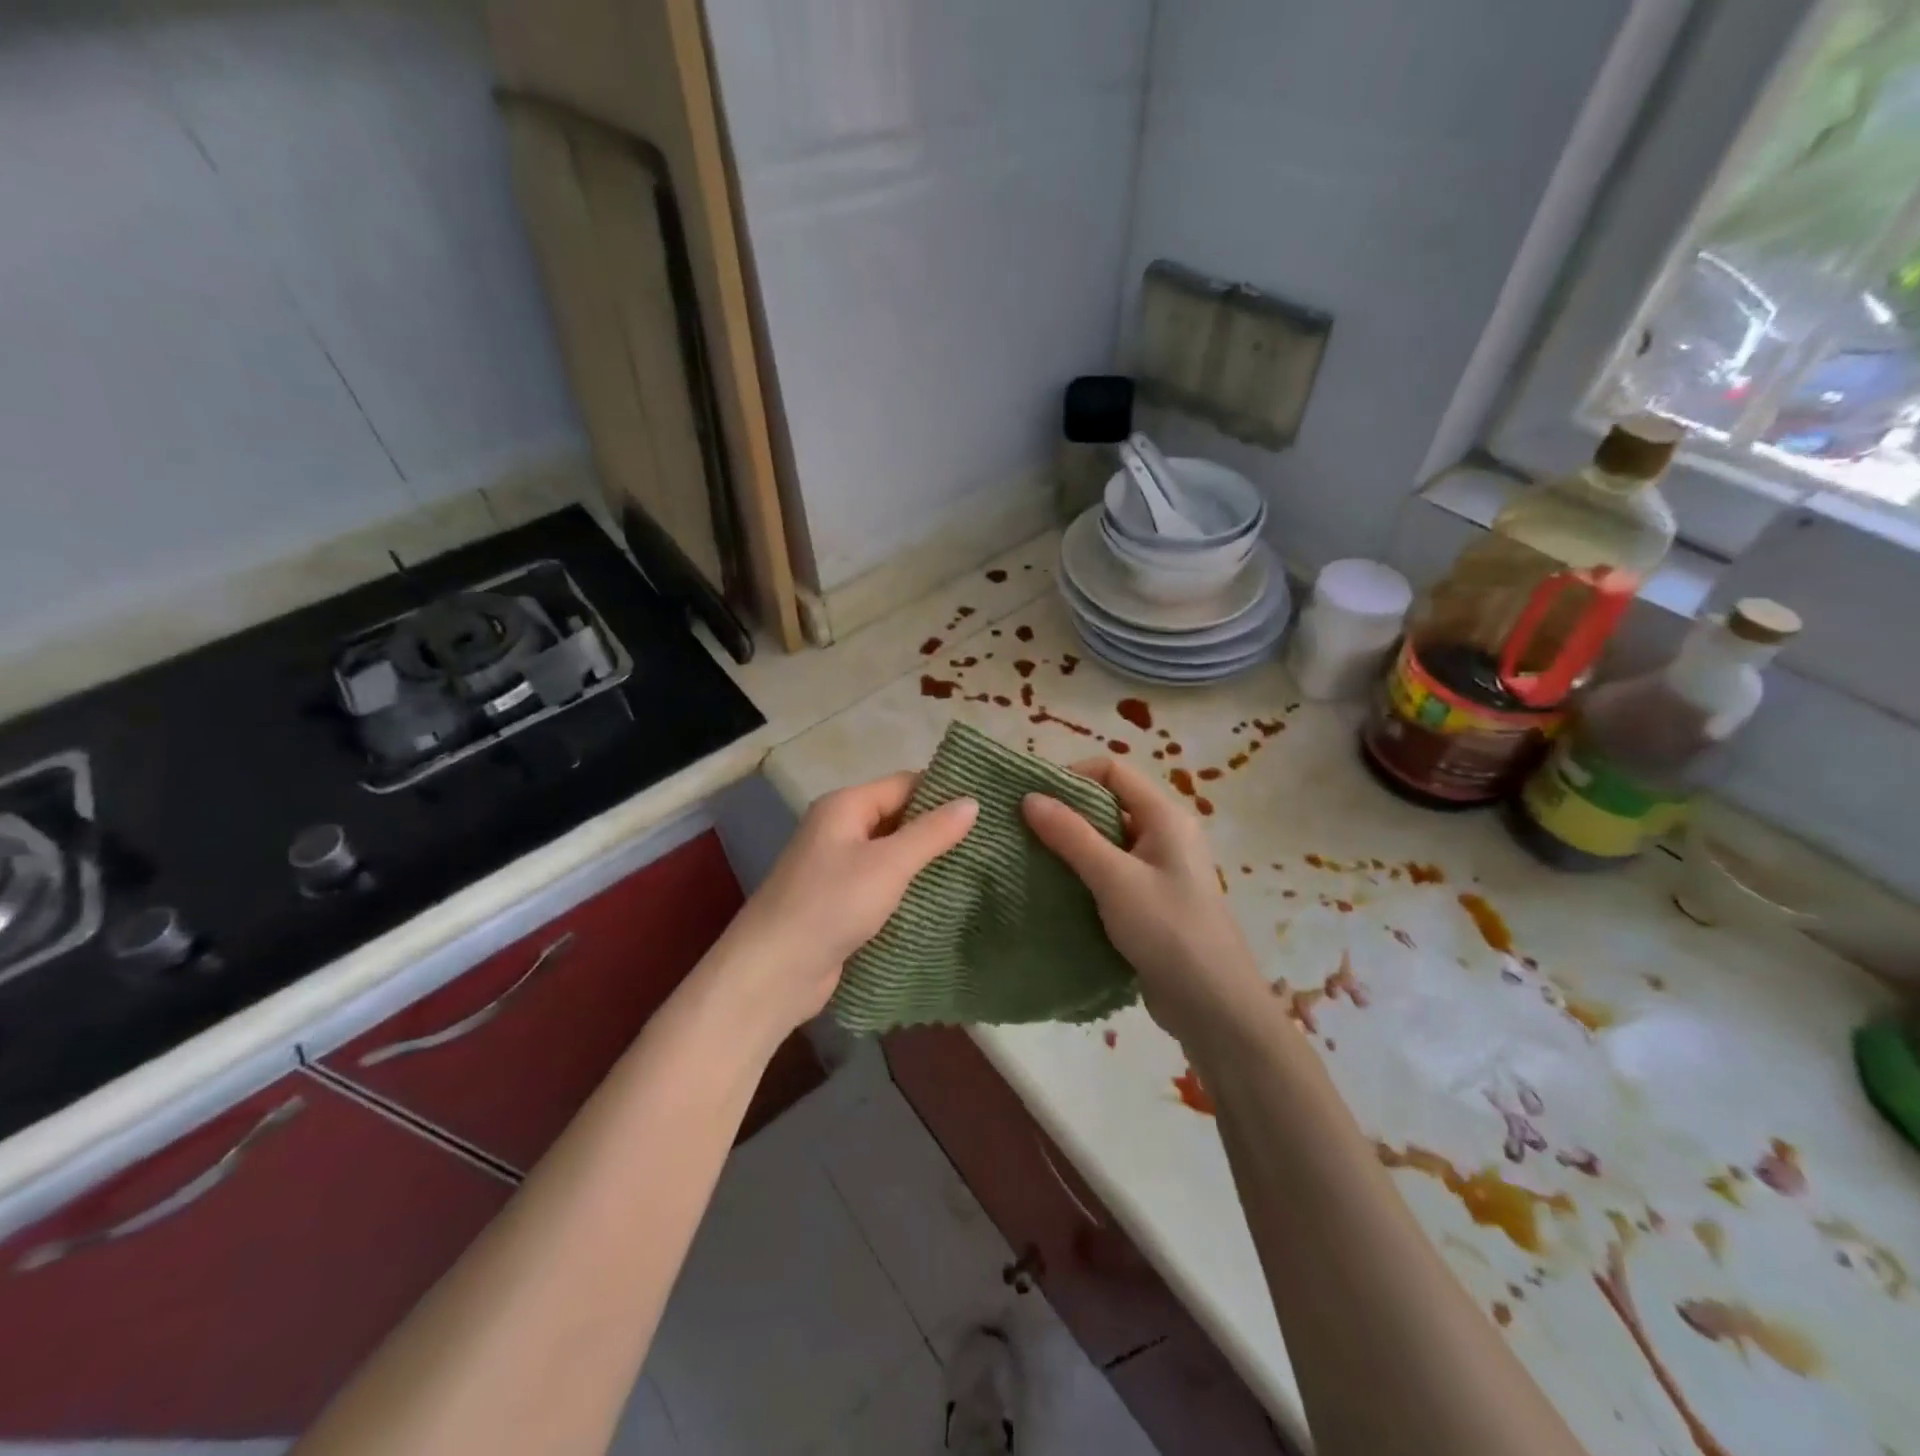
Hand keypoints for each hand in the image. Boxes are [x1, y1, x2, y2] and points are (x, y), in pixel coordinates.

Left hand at [717, 773, 977, 1037]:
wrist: (774, 972)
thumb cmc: (831, 904)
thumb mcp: (888, 864)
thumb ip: (931, 832)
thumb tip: (972, 801)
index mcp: (844, 806)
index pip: (903, 784)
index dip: (943, 793)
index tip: (986, 808)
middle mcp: (838, 830)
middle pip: (897, 818)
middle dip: (937, 829)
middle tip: (987, 841)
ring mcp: (837, 867)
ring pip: (891, 854)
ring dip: (925, 863)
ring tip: (976, 869)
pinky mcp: (840, 902)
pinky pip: (882, 885)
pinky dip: (908, 889)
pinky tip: (942, 900)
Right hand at [1023, 759, 1265, 1048]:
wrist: (1214, 1007)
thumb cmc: (1167, 930)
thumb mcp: (1114, 878)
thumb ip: (1071, 835)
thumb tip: (1029, 797)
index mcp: (1165, 816)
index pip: (1113, 770)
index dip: (1072, 775)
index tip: (1033, 798)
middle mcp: (1165, 834)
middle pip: (1109, 803)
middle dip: (1067, 812)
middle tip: (1024, 829)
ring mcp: (1159, 869)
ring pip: (1108, 841)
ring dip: (1072, 846)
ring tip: (1031, 858)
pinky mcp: (1151, 901)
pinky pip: (1112, 873)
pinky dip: (1084, 874)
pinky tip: (1056, 889)